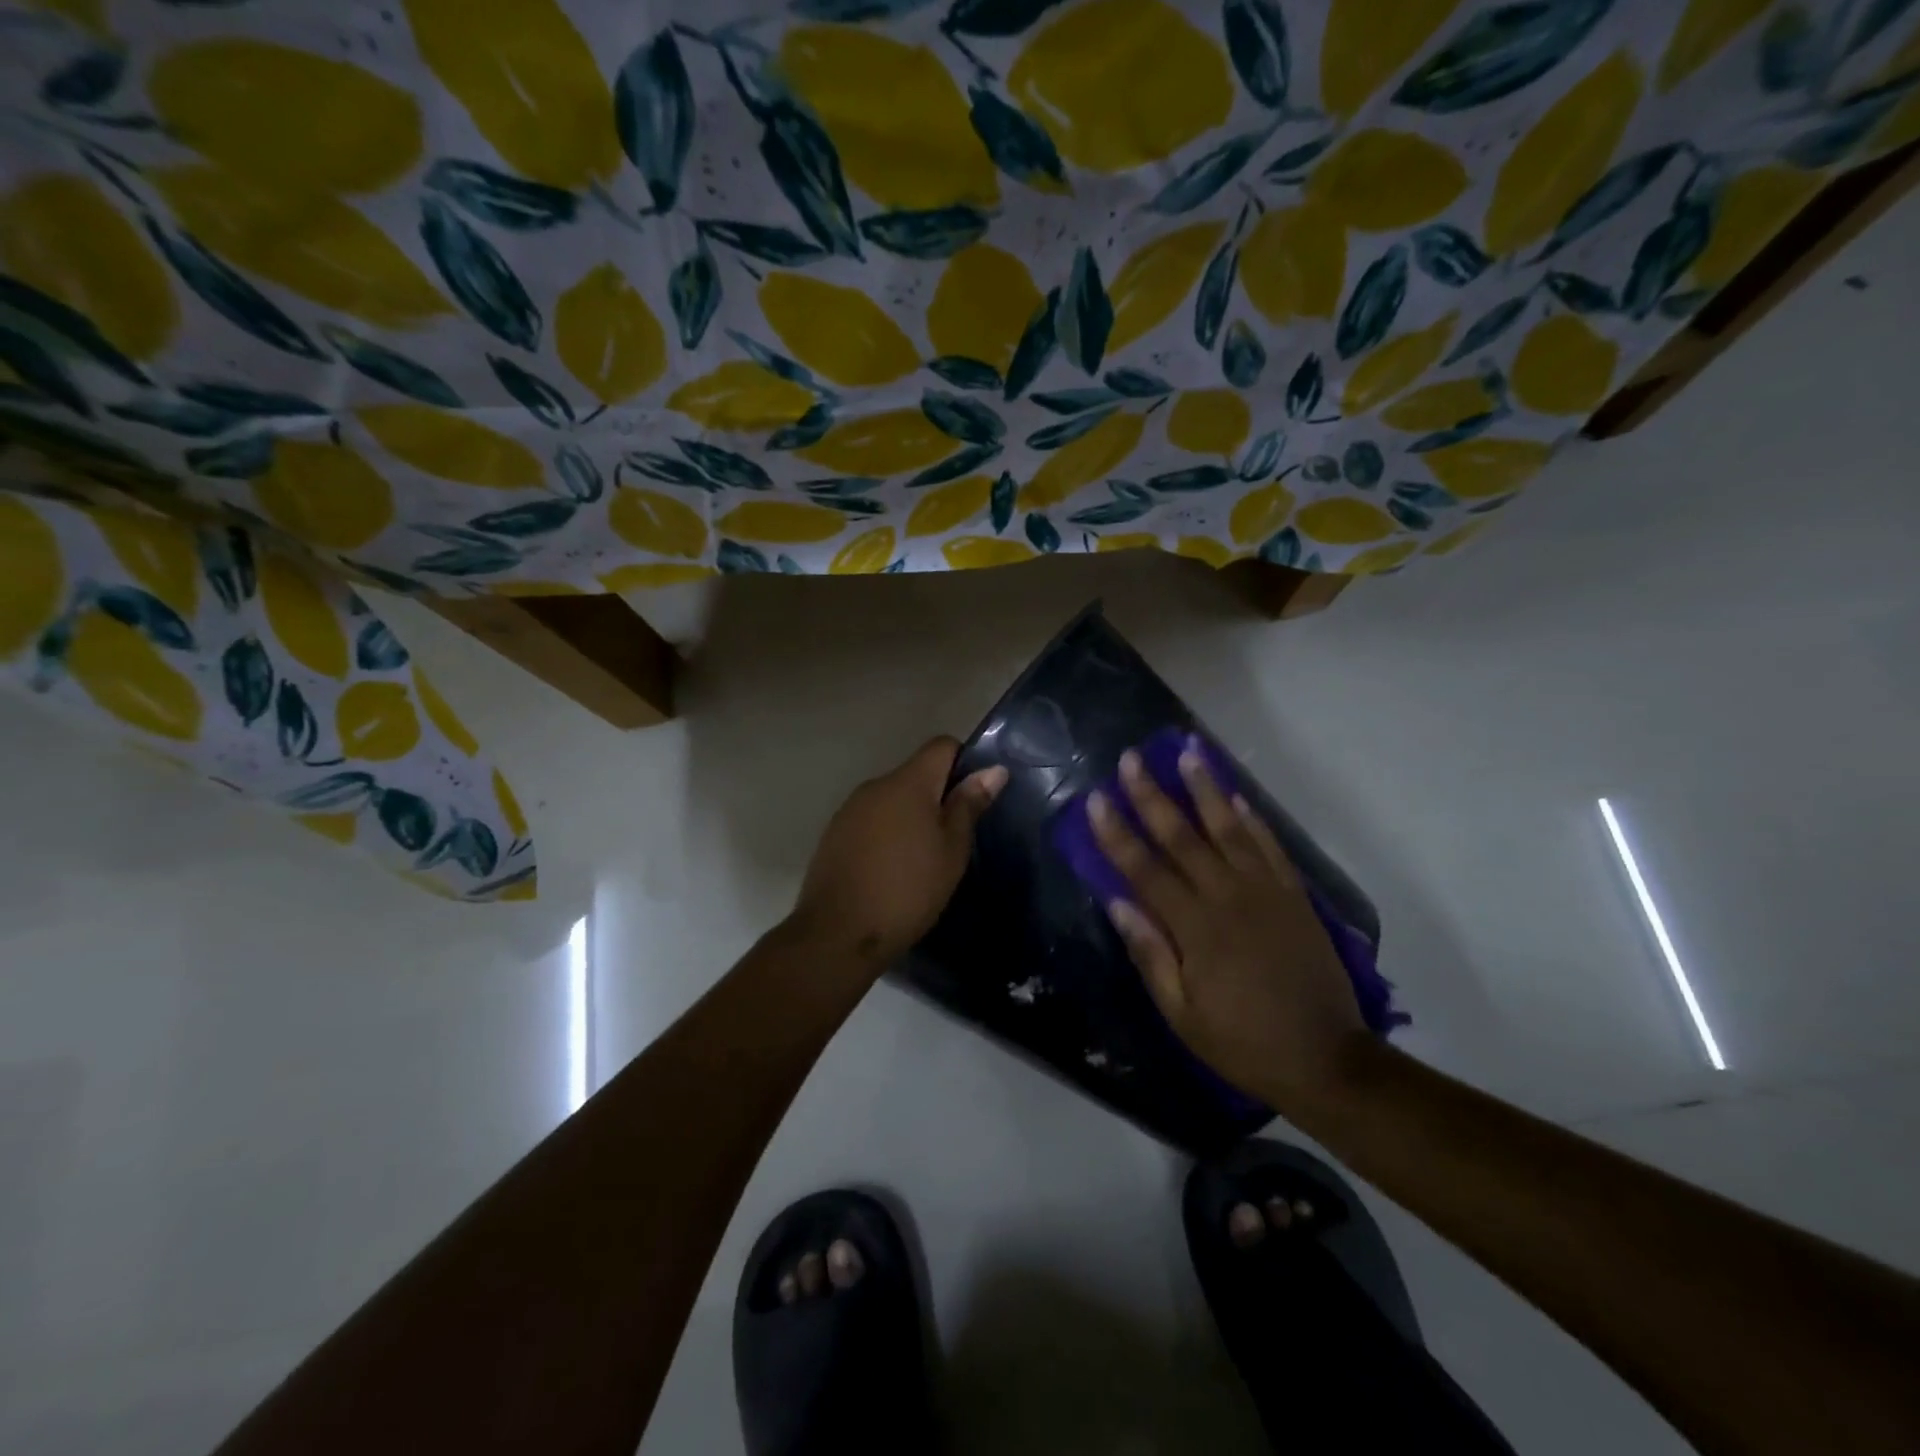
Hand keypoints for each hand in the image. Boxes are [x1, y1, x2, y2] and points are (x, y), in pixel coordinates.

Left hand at [791, 737, 1007, 970]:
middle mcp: (875, 785)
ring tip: (924, 859)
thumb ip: (969, 805)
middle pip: (916, 773)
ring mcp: (850, 809)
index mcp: (908, 782)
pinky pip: (871, 820)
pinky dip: (887, 834)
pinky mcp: (834, 834)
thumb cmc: (908, 889)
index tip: (974, 798)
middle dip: (938, 796)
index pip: (942, 745)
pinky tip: (892, 870)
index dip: (964, 763)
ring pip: (892, 799)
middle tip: (954, 838)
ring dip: (911, 816)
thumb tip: (994, 770)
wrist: (839, 934)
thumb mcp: (952, 850)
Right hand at [1088, 738, 1367, 1112]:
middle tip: (1132, 758)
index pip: (1145, 869)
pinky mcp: (1294, 897)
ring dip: (1205, 790)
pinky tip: (1236, 797)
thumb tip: (1117, 903)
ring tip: (1188, 754)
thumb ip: (1150, 954)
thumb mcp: (1182, 1014)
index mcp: (1194, 927)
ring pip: (1228, 830)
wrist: (1327, 1059)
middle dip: (1152, 796)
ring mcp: (1265, 892)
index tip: (1096, 799)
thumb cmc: (1243, 1042)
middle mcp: (1227, 897)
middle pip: (1182, 838)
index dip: (1117, 833)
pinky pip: (1270, 847)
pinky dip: (1253, 820)